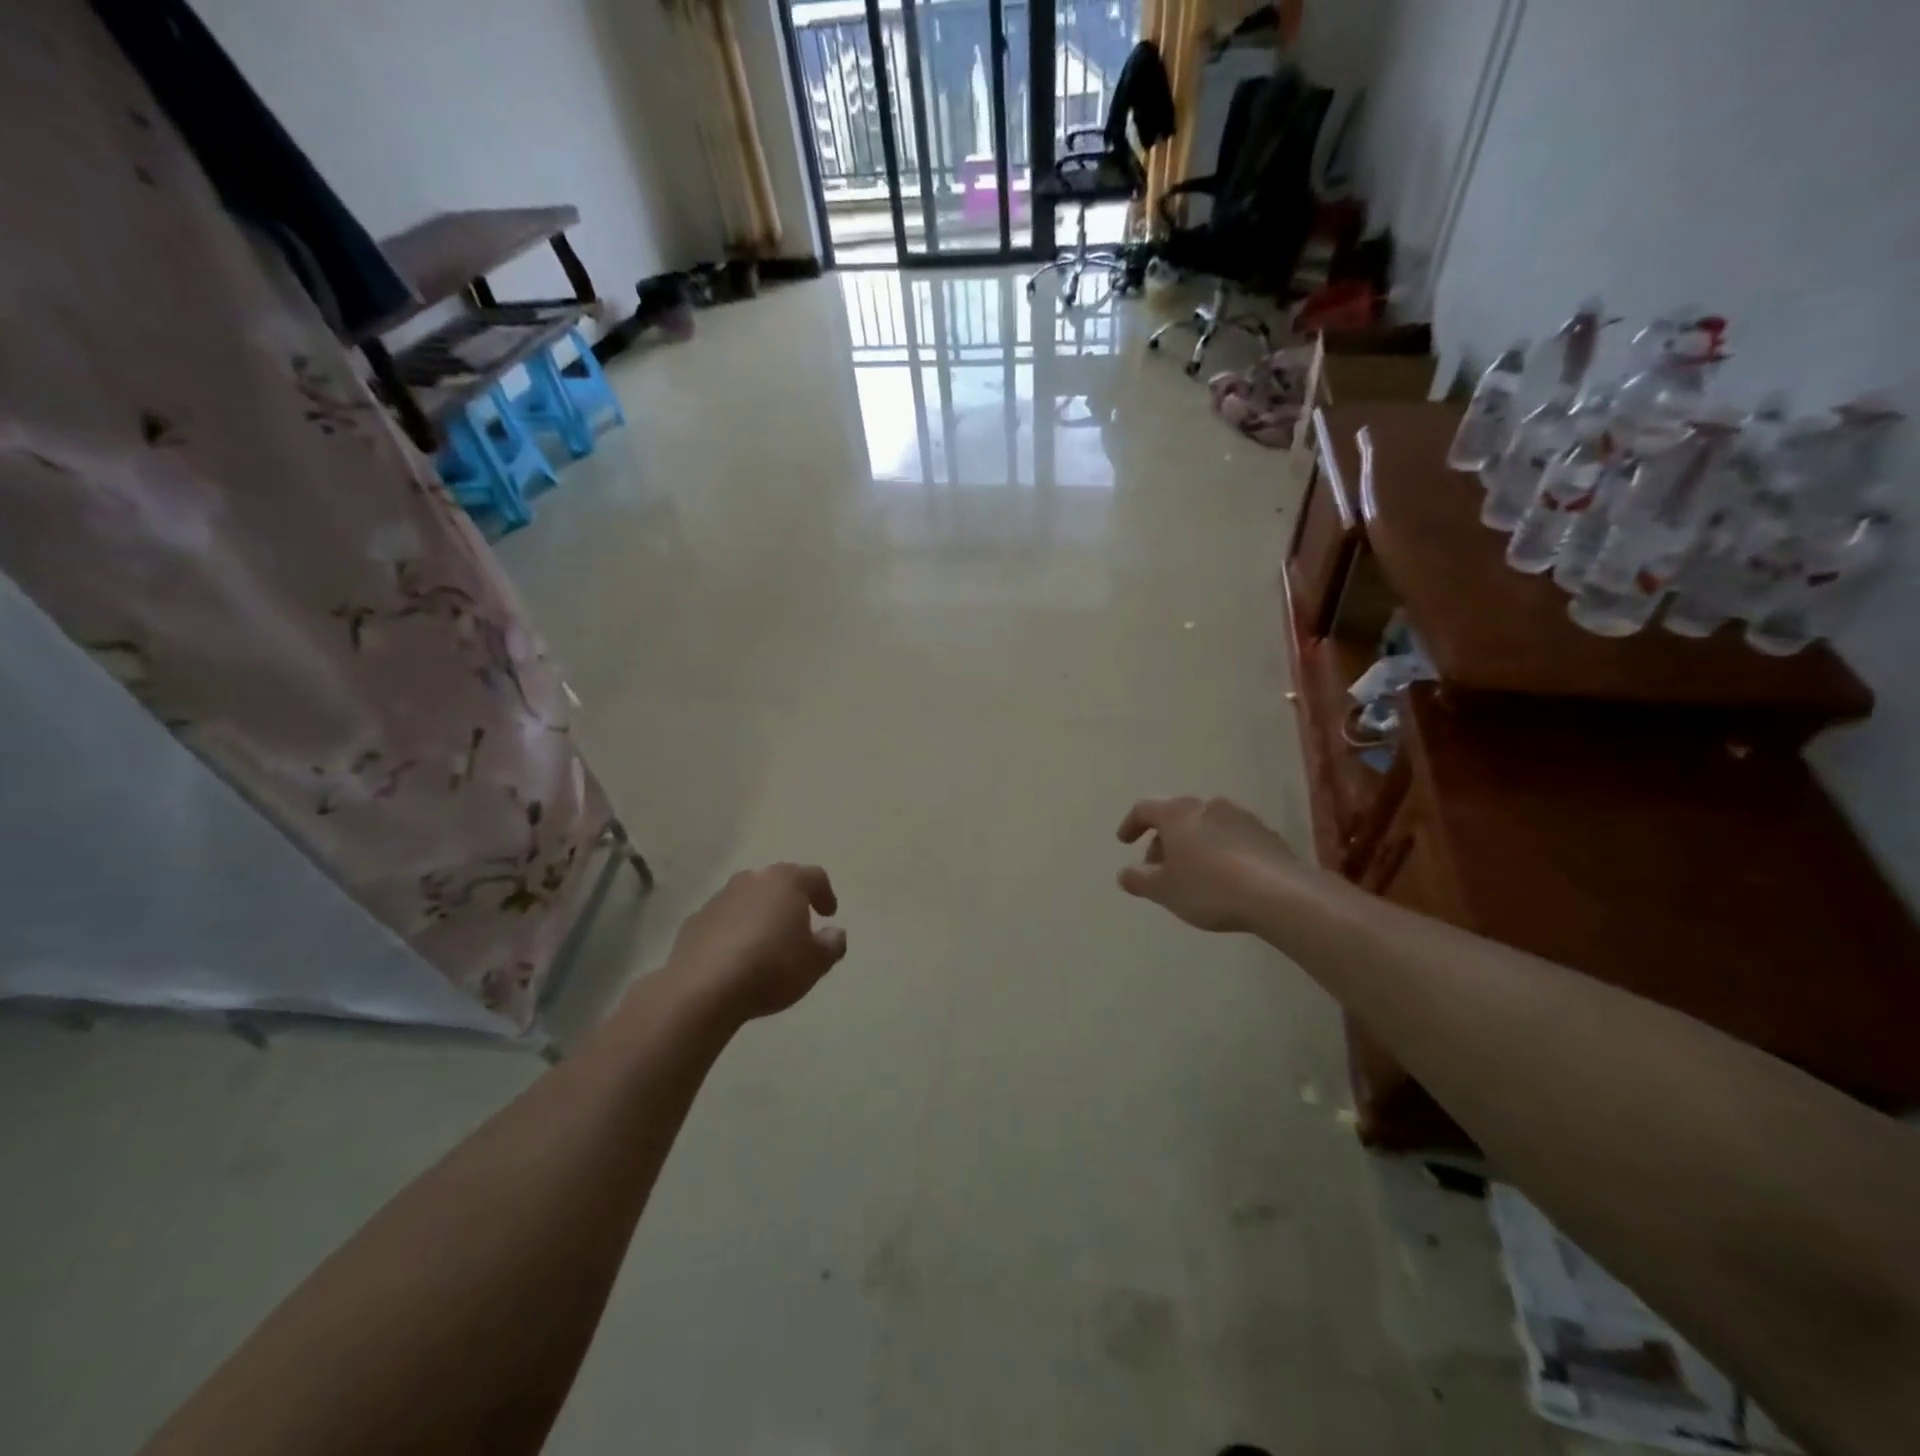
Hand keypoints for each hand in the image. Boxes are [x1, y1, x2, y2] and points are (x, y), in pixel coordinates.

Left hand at [662, 864, 846, 1023]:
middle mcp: (752, 880)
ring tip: (765, 943)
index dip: (825, 894)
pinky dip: (733, 930)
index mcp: (786, 881)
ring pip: (748, 899)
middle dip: (790, 900)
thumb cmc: (771, 968)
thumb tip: (835, 933)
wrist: (703, 989)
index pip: (815, 876)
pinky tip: (735, 956)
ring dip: (759, 914)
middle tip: (798, 924)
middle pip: (778, 882)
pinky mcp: (694, 921)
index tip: (829, 915)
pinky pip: (723, 920)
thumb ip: (832, 944)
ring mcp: (719, 898)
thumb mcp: (815, 963)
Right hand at [1116, 796, 1300, 932]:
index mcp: (1178, 813)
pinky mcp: (1266, 834)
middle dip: (1163, 841)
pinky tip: (1223, 879)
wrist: (1280, 895)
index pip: (1145, 808)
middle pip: (1176, 817)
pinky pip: (1231, 838)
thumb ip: (1139, 880)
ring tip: (1191, 875)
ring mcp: (1240, 817)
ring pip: (1205, 827)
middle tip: (1158, 869)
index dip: (1131, 824)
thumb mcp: (1164, 890)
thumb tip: (1124, 873)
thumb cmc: (1209, 888)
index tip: (1124, 842)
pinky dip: (1219, 852)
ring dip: (1192, 846)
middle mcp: (1208, 806)